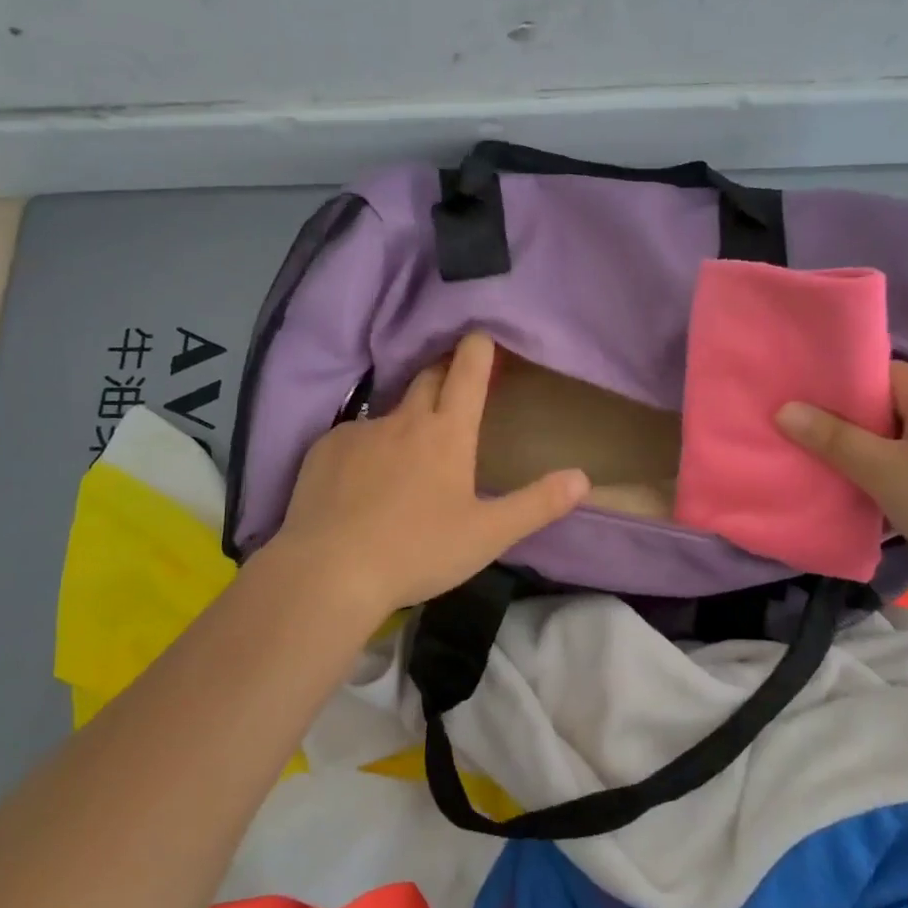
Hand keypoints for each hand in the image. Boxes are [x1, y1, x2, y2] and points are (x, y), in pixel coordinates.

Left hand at [267, 333, 590, 616]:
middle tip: (455, 384)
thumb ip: (537, 505)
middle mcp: (404, 420)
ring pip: (390, 413)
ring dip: (406, 421)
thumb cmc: (418, 551)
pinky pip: (353, 438)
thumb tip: (583, 478)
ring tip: (405, 457)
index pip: (468, 372)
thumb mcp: (488, 535)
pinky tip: (361, 484)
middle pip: (428, 377)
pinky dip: (366, 450)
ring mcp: (360, 431)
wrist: (328, 572)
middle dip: (445, 372)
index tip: (482, 335)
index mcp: (447, 434)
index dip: (478, 348)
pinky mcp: (324, 449)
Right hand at [776, 361, 907, 584]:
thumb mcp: (882, 471)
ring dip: (872, 449)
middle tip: (808, 442)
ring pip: (903, 432)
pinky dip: (897, 465)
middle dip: (849, 423)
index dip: (835, 389)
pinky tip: (878, 488)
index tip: (801, 408)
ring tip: (835, 467)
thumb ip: (832, 438)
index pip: (873, 372)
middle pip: (886, 402)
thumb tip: (784, 409)